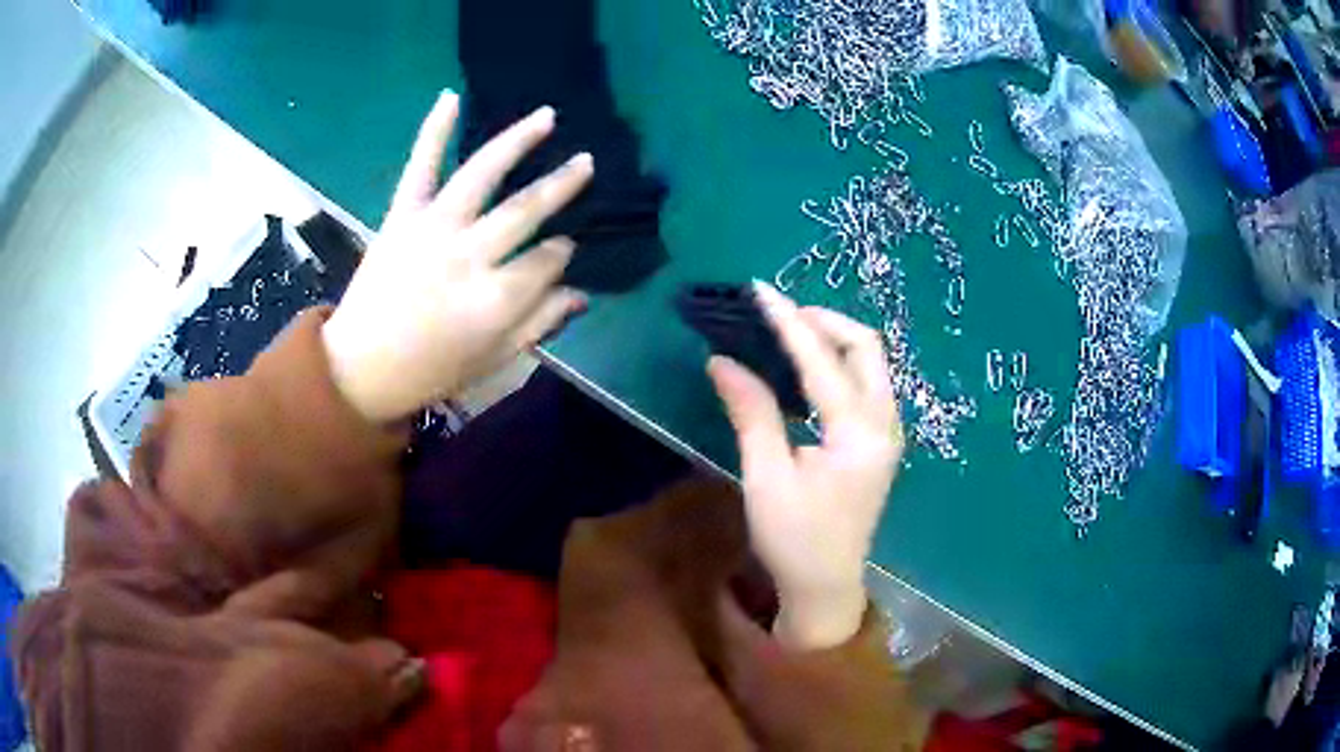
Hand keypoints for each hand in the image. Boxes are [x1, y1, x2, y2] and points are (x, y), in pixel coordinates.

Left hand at [323, 91, 593, 421]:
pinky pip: (419, 168)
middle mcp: (468, 256)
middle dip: (561, 186)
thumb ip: (539, 324)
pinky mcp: (400, 217)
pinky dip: (433, 131)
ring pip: (482, 175)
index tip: (566, 248)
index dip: (563, 252)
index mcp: (494, 300)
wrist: (359, 369)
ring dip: (517, 141)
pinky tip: (451, 97)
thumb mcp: (493, 360)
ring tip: (547, 117)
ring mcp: (431, 230)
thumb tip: (580, 291)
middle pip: (525, 211)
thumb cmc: (431, 371)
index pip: (547, 261)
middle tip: (586, 163)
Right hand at [707, 281, 902, 649]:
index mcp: (859, 434)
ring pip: (872, 362)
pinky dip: (839, 362)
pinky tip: (808, 367)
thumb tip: (722, 360)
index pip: (822, 360)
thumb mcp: (767, 477)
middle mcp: (885, 424)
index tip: (760, 290)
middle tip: (780, 314)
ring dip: (834, 338)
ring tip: (789, 331)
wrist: (826, 587)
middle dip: (826, 320)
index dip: (788, 322)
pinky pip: (867, 383)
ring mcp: (888, 432)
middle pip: (867, 347)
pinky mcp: (880, 441)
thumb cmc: (794, 539)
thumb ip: (752, 412)